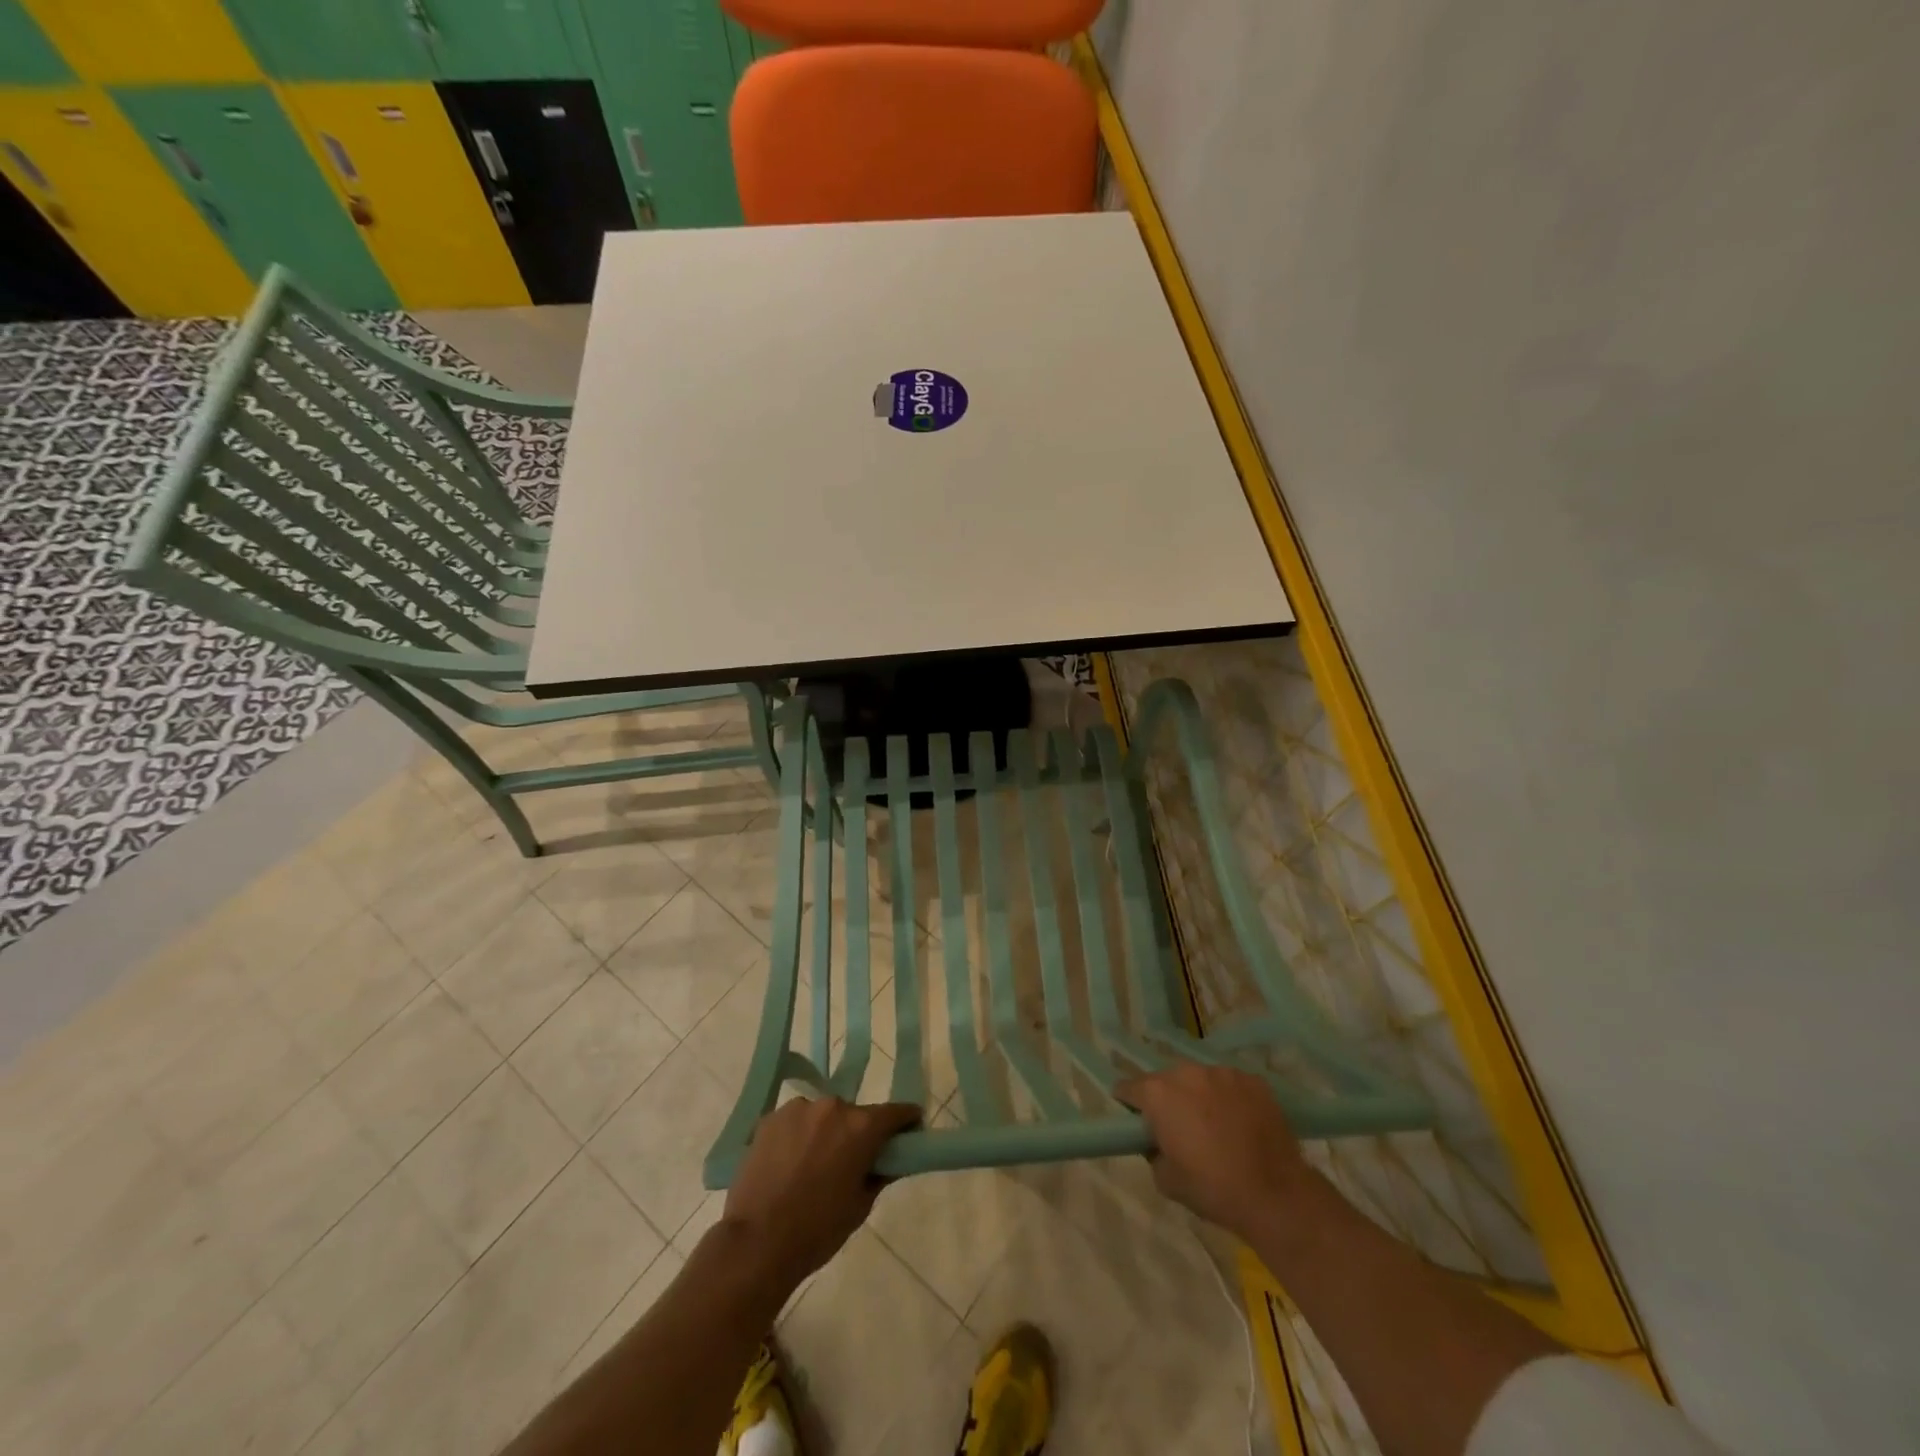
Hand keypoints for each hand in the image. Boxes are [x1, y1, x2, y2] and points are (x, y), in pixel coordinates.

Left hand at [721, 1095, 921, 1291]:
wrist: (756, 1243)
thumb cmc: (817, 1230)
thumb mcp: (860, 1206)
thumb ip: (880, 1174)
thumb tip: (889, 1159)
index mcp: (861, 1126)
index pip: (895, 1112)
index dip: (906, 1122)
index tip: (909, 1132)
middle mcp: (832, 1106)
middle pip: (855, 1114)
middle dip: (858, 1133)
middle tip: (850, 1163)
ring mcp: (798, 1108)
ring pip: (822, 1116)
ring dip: (825, 1133)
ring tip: (811, 1167)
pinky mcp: (770, 1118)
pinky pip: (795, 1122)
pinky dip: (798, 1136)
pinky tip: (787, 1165)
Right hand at [1117, 1062, 1313, 1241]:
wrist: (1275, 1194)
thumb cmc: (1212, 1188)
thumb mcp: (1165, 1180)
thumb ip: (1152, 1151)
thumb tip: (1157, 1140)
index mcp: (1158, 1093)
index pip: (1128, 1088)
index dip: (1129, 1104)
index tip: (1137, 1121)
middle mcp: (1187, 1072)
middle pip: (1166, 1080)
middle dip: (1167, 1099)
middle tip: (1179, 1127)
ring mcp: (1222, 1072)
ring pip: (1200, 1079)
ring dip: (1199, 1095)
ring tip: (1214, 1124)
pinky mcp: (1252, 1080)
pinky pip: (1230, 1085)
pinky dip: (1229, 1099)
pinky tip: (1240, 1123)